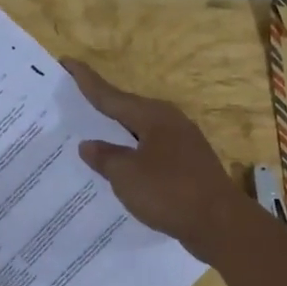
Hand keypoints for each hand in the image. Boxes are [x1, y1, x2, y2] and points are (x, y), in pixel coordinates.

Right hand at [63, 59, 248, 260]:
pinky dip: (132, 155)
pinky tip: (121, 167)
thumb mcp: (127, 175)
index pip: (111, 95)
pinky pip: (151, 152)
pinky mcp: (188, 166)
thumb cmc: (169, 192)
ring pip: (140, 132)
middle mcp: (169, 122)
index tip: (67, 62)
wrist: (220, 223)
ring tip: (91, 134)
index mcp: (153, 116)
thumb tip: (88, 145)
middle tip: (73, 99)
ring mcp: (182, 144)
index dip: (87, 81)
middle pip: (128, 109)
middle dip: (101, 106)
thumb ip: (105, 157)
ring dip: (117, 133)